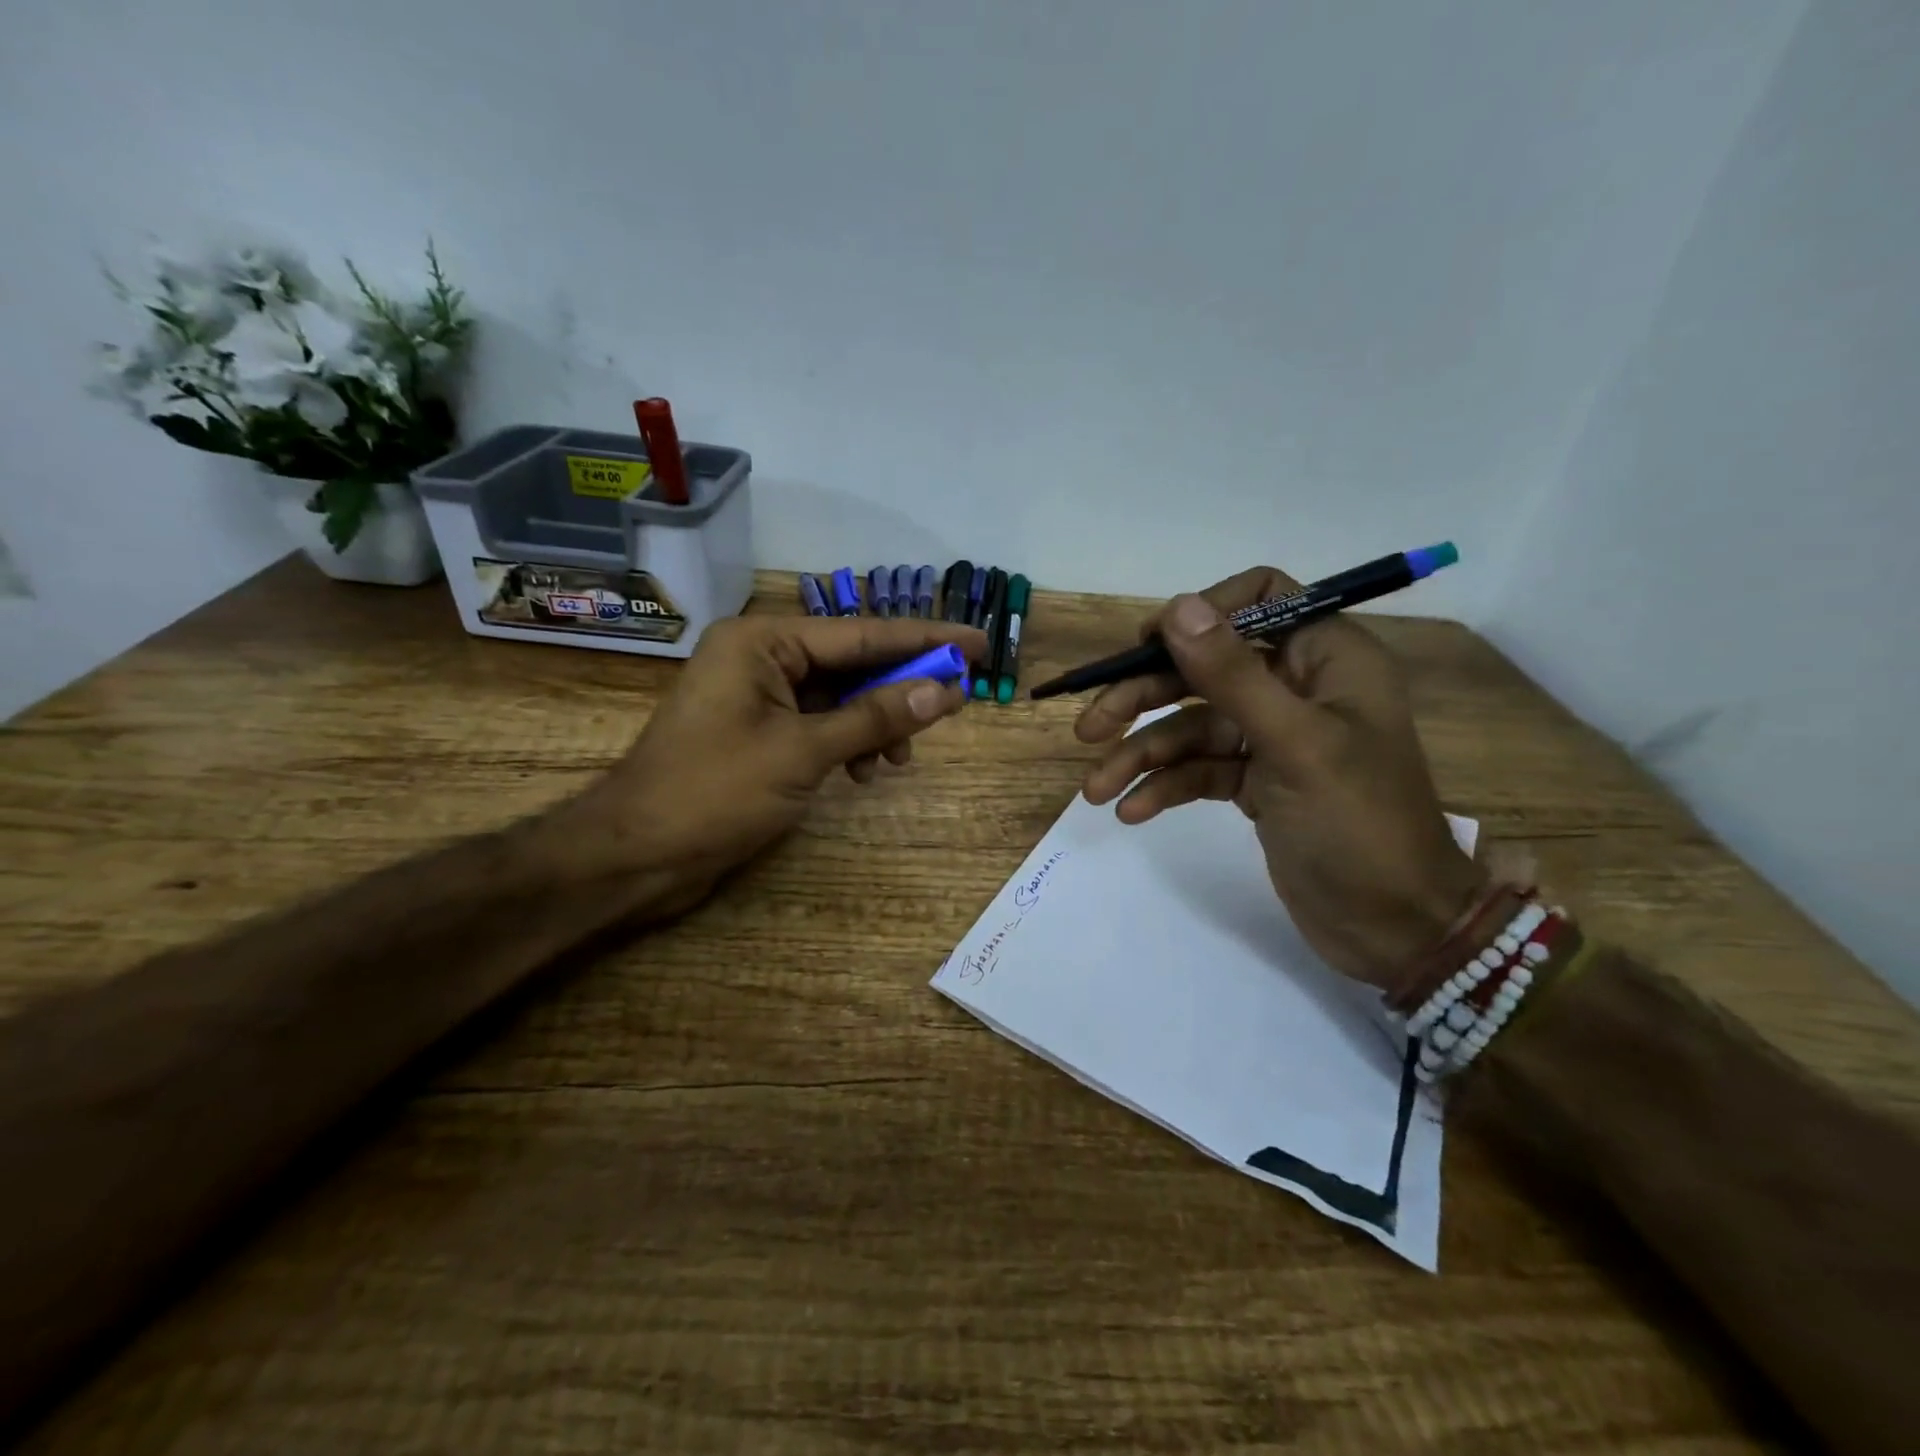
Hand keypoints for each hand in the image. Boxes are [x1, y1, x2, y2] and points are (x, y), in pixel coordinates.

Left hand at [556, 613, 985, 918]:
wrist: (637, 855)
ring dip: (876, 723)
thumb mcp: (804, 752)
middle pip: (853, 661)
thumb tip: (944, 690)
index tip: (978, 643)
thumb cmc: (715, 792)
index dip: (926, 639)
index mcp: (763, 642)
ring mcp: (758, 696)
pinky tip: (864, 771)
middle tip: (956, 702)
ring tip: (898, 759)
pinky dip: (848, 742)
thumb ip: (876, 717)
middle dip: (901, 687)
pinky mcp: (758, 732)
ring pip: (840, 696)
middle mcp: (761, 658)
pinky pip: (820, 723)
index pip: (862, 634)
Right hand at [1074, 566, 1484, 992]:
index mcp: (1326, 659)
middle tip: (1089, 728)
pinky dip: (1164, 786)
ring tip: (1096, 789)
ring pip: (1191, 725)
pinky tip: (1132, 812)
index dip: (1201, 613)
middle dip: (1144, 696)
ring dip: (1141, 754)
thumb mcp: (1294, 745)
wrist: (1396, 929)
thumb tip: (1177, 607)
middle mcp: (1297, 687)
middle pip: (1204, 668)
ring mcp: (1273, 738)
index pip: (1260, 599)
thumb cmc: (1359, 825)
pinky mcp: (1256, 782)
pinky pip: (1198, 770)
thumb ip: (1232, 675)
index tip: (1148, 646)